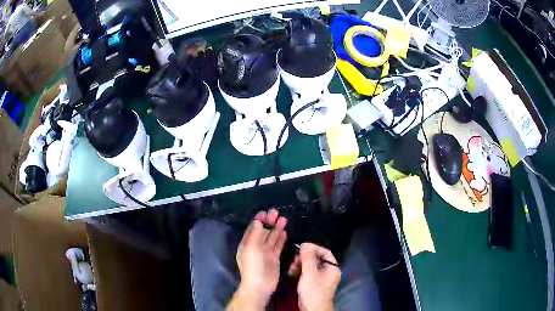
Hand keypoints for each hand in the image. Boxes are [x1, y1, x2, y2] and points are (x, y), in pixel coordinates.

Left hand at [227, 209, 287, 309]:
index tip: (265, 212)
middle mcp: (256, 247)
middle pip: (263, 232)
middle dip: (269, 222)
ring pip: (271, 238)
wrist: (260, 285)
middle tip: (276, 212)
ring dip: (276, 228)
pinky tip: (284, 232)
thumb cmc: (253, 265)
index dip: (259, 220)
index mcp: (247, 244)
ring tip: (283, 219)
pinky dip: (280, 238)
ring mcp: (265, 253)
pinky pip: (277, 246)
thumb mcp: (251, 247)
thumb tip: (257, 221)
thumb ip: (255, 234)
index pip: (253, 229)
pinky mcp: (274, 258)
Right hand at [288, 243, 340, 310]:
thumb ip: (308, 257)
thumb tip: (305, 244)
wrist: (312, 309)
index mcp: (332, 268)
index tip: (301, 247)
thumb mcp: (310, 273)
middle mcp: (328, 271)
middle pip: (316, 258)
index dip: (313, 248)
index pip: (325, 252)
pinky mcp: (314, 283)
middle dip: (304, 258)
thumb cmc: (313, 291)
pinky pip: (307, 273)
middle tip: (294, 260)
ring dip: (300, 265)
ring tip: (291, 269)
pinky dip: (300, 272)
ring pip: (310, 266)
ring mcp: (321, 278)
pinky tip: (292, 273)